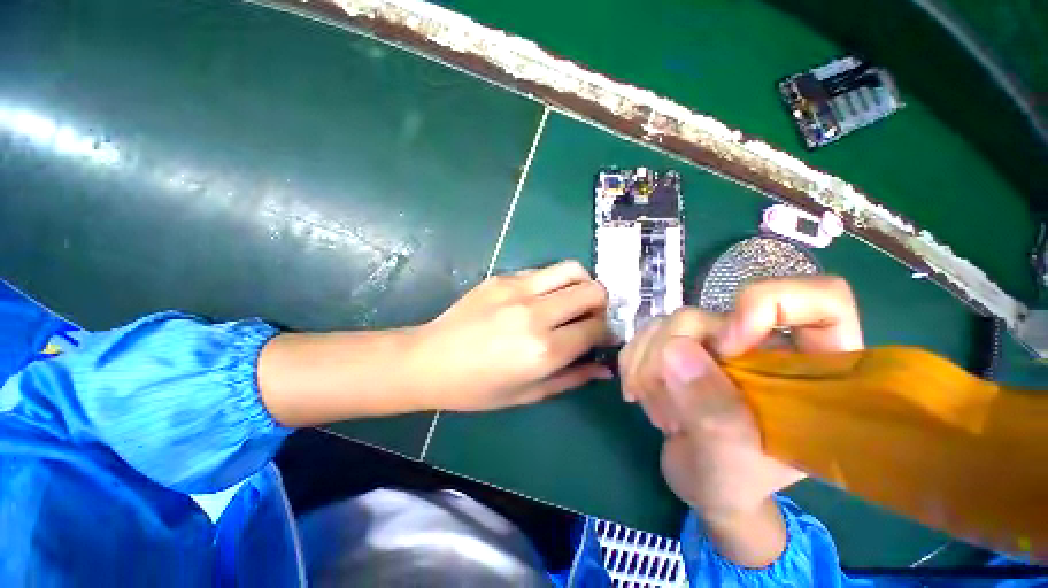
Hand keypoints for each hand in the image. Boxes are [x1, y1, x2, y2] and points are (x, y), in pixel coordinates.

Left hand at [409, 261, 611, 411]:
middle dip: (601, 304)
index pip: (597, 327)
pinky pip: (543, 271)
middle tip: (590, 318)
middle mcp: (536, 314)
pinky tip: (540, 300)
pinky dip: (553, 283)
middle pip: (592, 290)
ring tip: (572, 302)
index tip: (603, 336)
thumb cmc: (477, 388)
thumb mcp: (528, 394)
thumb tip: (604, 367)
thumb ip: (572, 378)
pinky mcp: (502, 277)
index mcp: (544, 350)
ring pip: (572, 269)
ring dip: (582, 284)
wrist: (429, 360)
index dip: (607, 331)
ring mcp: (517, 289)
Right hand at [618, 276, 862, 565]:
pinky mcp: (678, 342)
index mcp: (808, 367)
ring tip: (658, 413)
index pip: (820, 298)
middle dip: (670, 360)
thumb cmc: (735, 481)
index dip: (770, 304)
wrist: (698, 480)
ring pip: (667, 322)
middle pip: (708, 315)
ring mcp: (713, 340)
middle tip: (668, 412)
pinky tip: (638, 394)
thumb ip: (714, 411)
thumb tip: (674, 350)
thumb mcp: (734, 461)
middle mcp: (758, 342)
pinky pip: (644, 333)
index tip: (727, 348)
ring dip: (647, 368)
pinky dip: (633, 364)